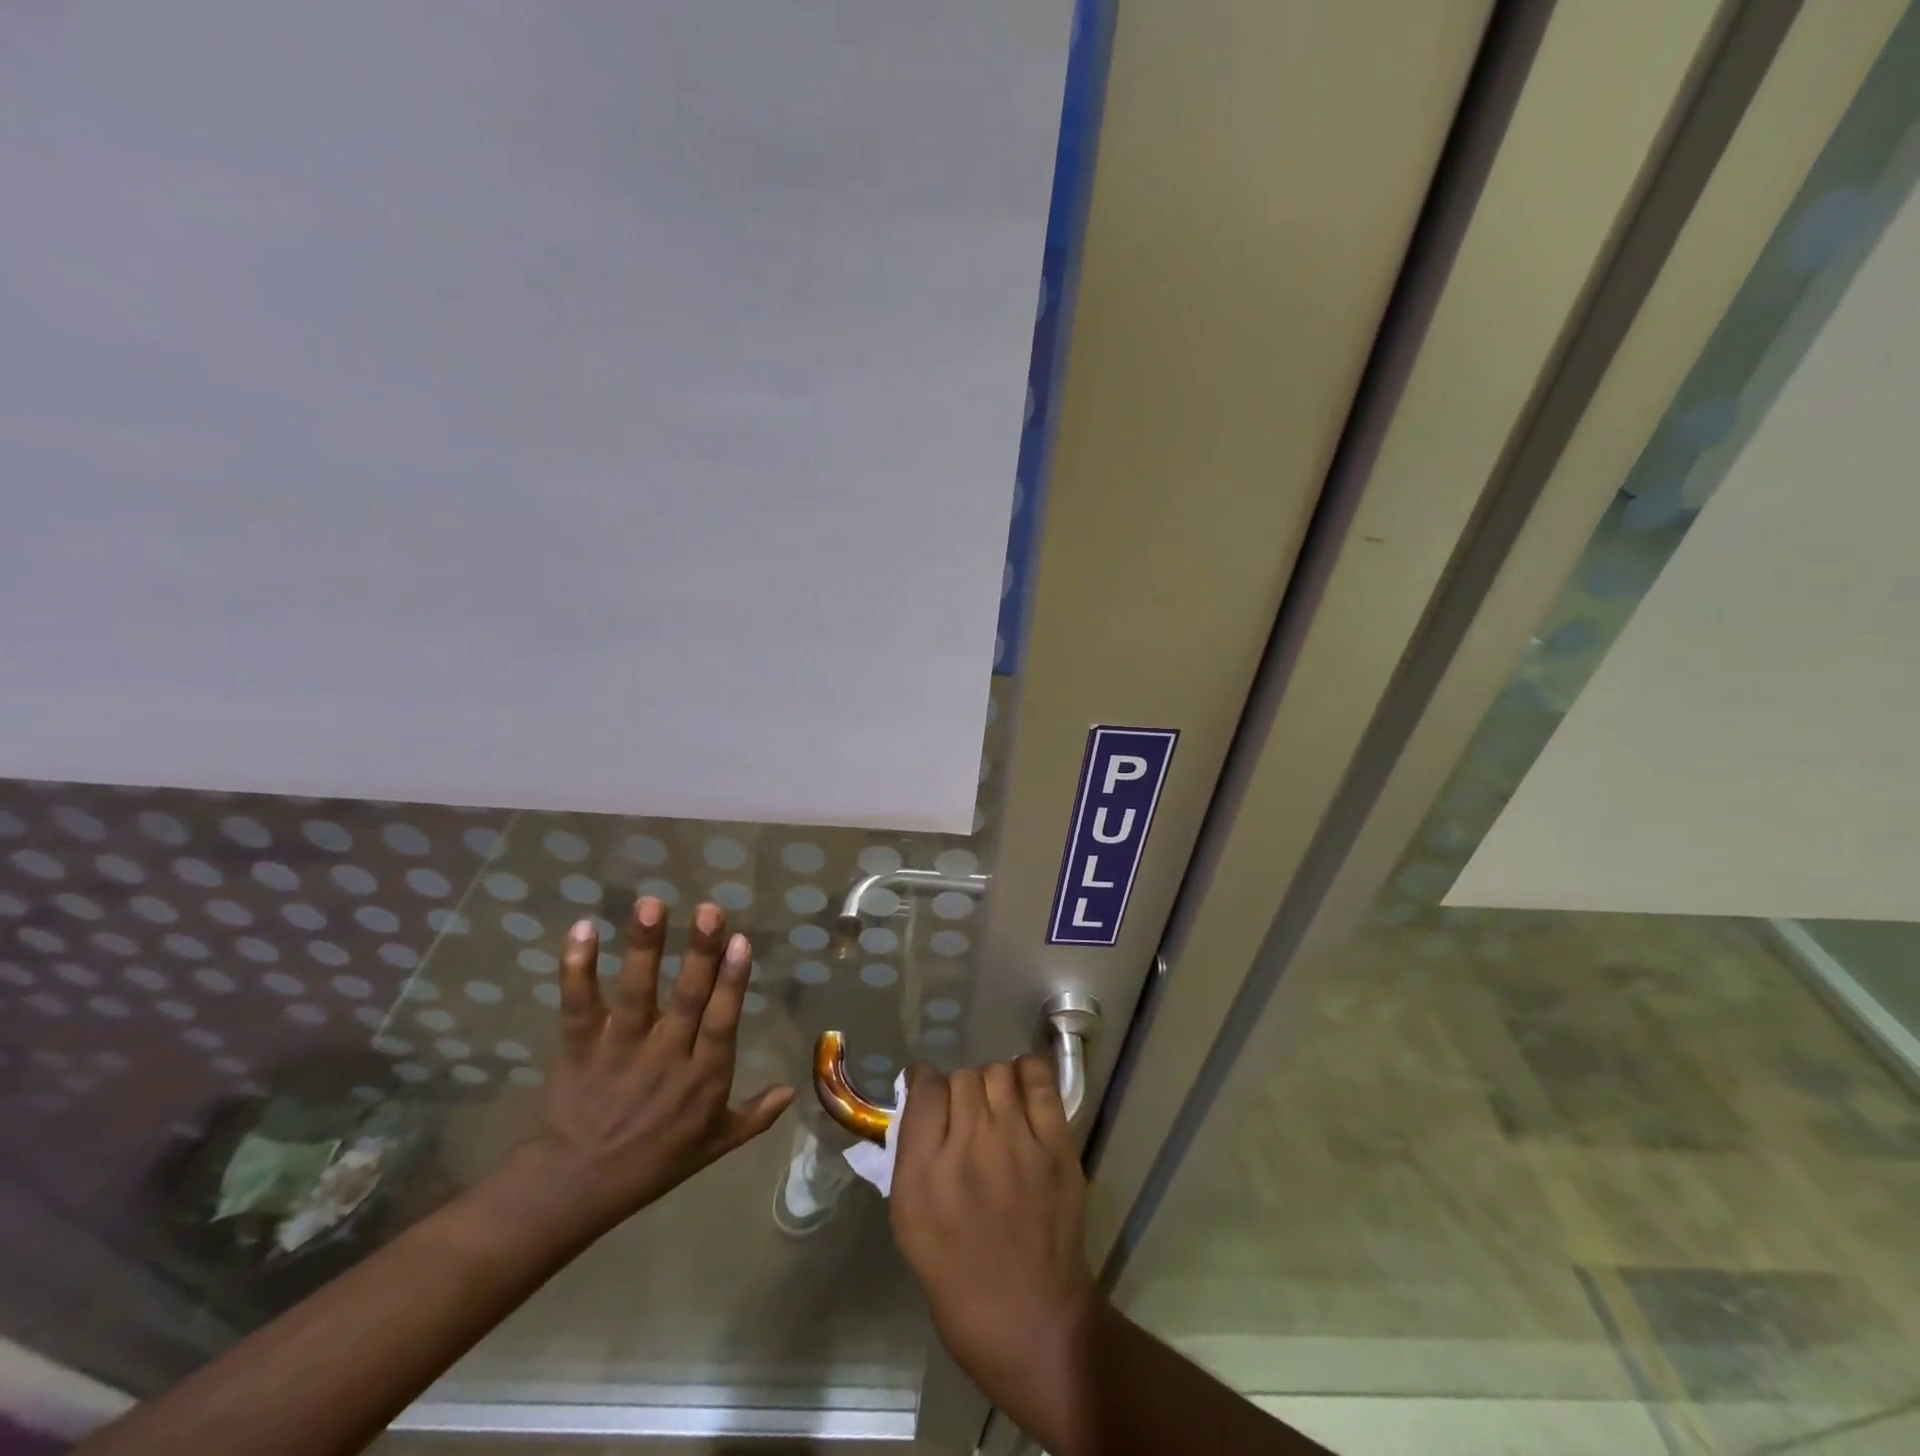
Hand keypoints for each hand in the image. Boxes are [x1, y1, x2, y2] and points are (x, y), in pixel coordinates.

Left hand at [519, 897, 794, 1235]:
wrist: (574, 1189)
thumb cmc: (653, 1163)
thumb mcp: (713, 1146)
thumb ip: (754, 1116)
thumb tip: (793, 1090)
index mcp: (703, 1078)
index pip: (722, 1022)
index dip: (731, 982)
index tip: (740, 941)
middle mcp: (665, 1058)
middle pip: (686, 999)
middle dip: (699, 953)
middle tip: (709, 910)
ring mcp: (620, 1050)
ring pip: (635, 994)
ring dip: (644, 948)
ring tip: (652, 905)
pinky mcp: (579, 1048)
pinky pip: (578, 1005)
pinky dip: (577, 968)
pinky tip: (583, 928)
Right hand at [890, 1058, 1102, 1425]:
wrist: (1031, 1321)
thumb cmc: (958, 1278)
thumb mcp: (909, 1223)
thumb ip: (910, 1156)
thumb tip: (918, 1102)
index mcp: (923, 1175)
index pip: (924, 1089)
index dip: (925, 1083)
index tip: (929, 1094)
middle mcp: (967, 1149)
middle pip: (961, 1078)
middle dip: (959, 1091)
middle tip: (966, 1115)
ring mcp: (1016, 1144)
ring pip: (997, 1072)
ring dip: (991, 1084)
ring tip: (996, 1108)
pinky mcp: (1056, 1147)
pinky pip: (1038, 1081)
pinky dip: (1027, 1075)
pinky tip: (1022, 1091)